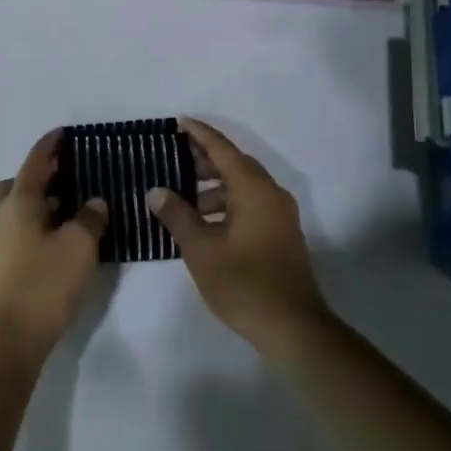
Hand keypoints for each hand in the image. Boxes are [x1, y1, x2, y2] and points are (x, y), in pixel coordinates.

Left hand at [0, 131, 109, 363]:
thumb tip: (93, 203)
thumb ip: (90, 219)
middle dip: (39, 177)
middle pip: (16, 184)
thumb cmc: (44, 284)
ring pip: (12, 208)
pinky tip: (53, 240)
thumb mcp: (79, 247)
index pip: (35, 162)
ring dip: (35, 203)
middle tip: (67, 179)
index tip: (63, 133)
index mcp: (18, 201)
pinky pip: (13, 230)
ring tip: (66, 211)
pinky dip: (31, 224)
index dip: (50, 146)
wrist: (7, 339)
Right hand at [147, 119, 331, 358]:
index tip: (179, 122)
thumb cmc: (243, 282)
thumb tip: (157, 191)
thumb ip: (177, 215)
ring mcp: (280, 215)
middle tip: (173, 160)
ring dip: (214, 188)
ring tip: (183, 199)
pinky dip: (227, 205)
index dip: (200, 134)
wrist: (293, 328)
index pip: (223, 149)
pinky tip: (204, 224)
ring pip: (243, 187)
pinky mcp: (282, 235)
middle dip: (204, 161)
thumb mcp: (201, 249)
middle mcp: (271, 193)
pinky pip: (251, 205)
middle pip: (235, 165)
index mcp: (254, 188)